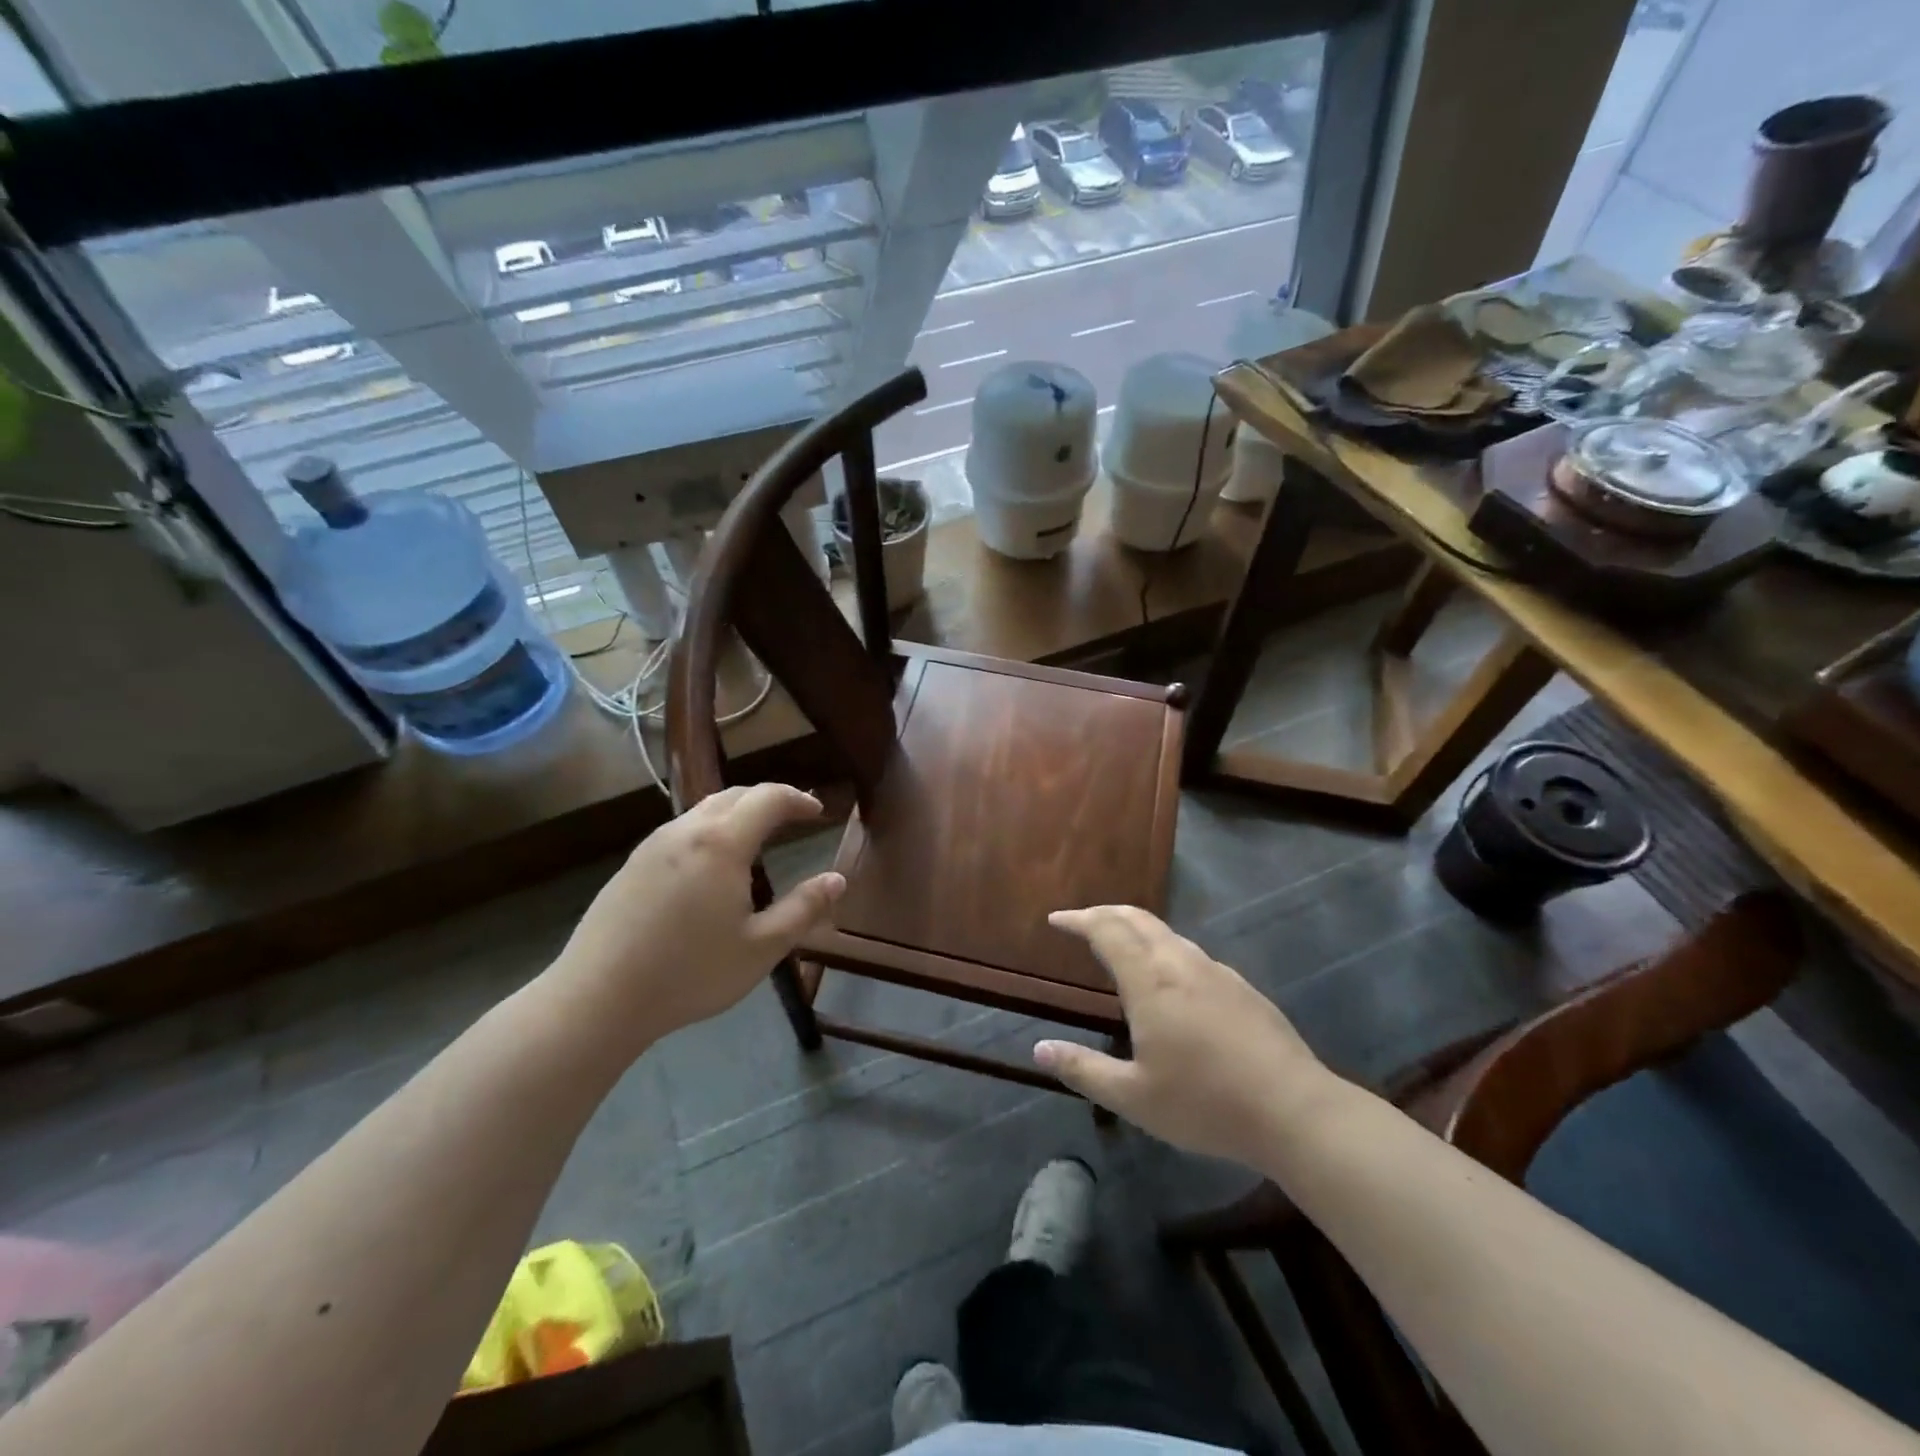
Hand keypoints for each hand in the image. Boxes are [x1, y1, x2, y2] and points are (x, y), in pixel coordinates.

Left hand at [552, 784, 844, 1051]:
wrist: (597, 998)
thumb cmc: (689, 973)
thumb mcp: (761, 947)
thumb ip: (804, 909)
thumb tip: (837, 879)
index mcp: (722, 843)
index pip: (768, 798)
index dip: (798, 799)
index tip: (818, 811)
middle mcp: (686, 830)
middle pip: (735, 795)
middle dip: (769, 799)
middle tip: (793, 817)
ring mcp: (653, 845)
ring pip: (704, 809)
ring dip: (737, 812)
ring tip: (757, 836)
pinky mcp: (632, 864)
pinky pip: (681, 830)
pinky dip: (710, 829)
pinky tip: (712, 864)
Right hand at [1036, 905, 1335, 1166]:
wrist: (1295, 1110)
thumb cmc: (1206, 1103)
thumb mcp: (1133, 1097)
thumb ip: (1084, 1070)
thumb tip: (1039, 1049)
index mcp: (1150, 981)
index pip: (1107, 931)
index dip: (1079, 920)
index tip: (1056, 921)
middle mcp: (1181, 964)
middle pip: (1138, 919)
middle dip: (1106, 913)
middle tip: (1083, 921)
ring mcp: (1217, 972)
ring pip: (1168, 934)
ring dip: (1137, 929)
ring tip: (1122, 946)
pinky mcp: (1242, 988)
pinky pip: (1193, 954)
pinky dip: (1166, 950)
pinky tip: (1171, 980)